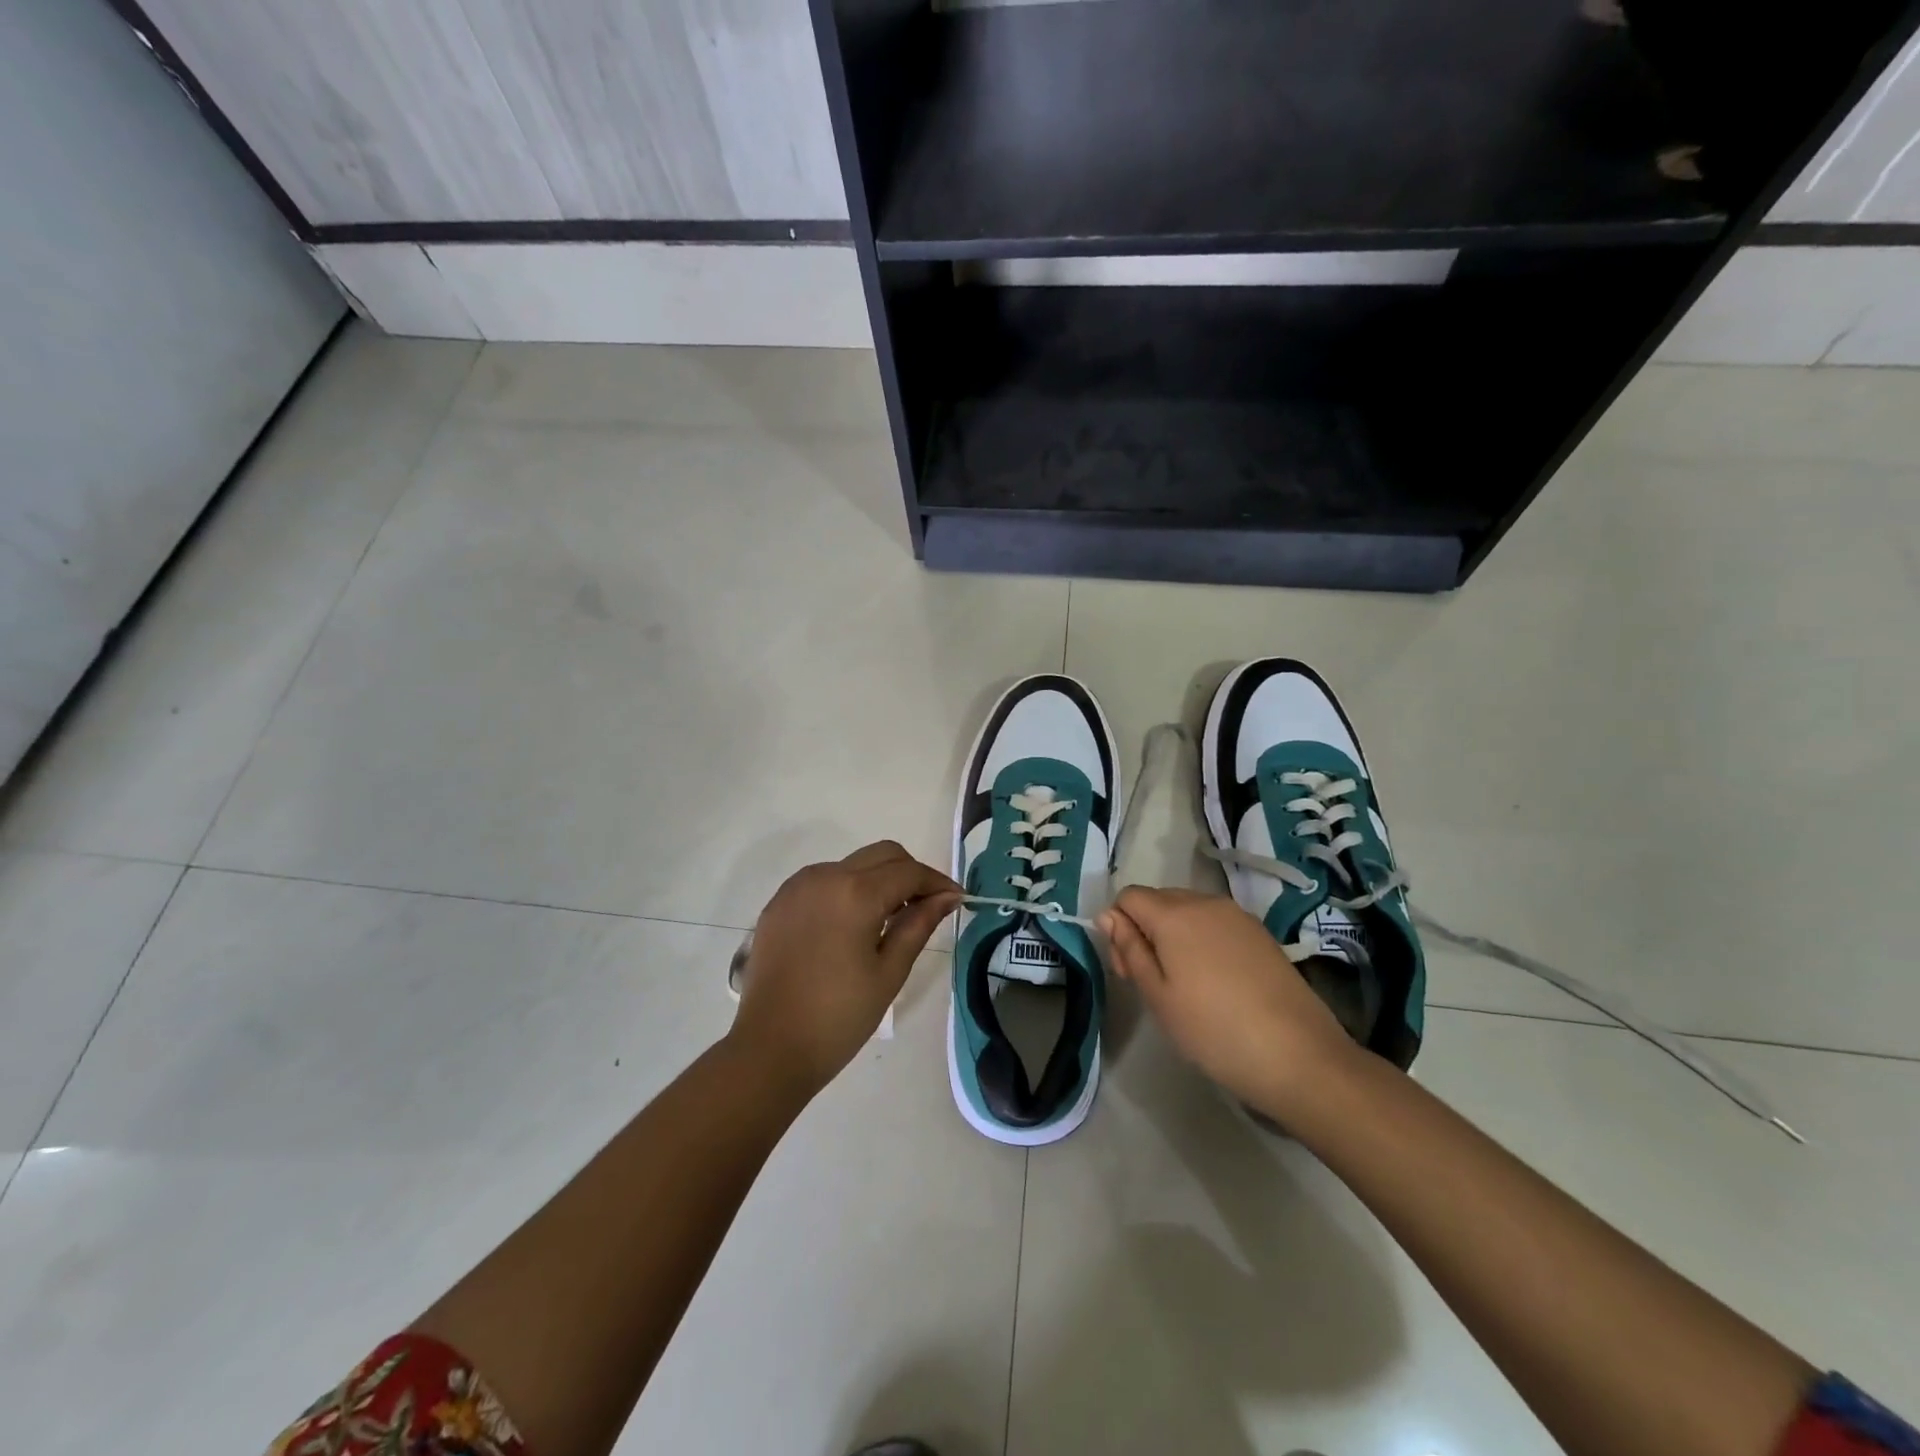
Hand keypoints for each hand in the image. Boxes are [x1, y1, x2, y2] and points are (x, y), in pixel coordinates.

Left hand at [732, 841, 959, 1095]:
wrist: (770, 1048)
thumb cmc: (838, 1016)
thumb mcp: (889, 972)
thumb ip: (919, 925)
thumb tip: (947, 897)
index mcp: (856, 893)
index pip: (909, 872)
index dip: (938, 882)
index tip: (957, 900)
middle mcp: (825, 876)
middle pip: (882, 855)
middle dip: (910, 873)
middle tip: (927, 907)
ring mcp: (797, 886)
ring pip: (852, 863)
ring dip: (878, 879)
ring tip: (890, 919)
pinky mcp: (780, 902)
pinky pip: (824, 880)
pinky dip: (847, 889)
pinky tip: (852, 925)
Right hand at [1099, 886, 1358, 1122]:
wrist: (1300, 1056)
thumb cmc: (1214, 1030)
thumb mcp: (1158, 996)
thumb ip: (1130, 949)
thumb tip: (1108, 915)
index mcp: (1174, 914)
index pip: (1128, 897)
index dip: (1118, 928)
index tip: (1128, 971)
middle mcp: (1205, 902)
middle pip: (1158, 900)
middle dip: (1145, 930)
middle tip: (1153, 983)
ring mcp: (1237, 915)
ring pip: (1188, 910)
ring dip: (1175, 936)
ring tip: (1186, 985)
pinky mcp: (1260, 933)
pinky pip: (1216, 923)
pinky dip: (1204, 941)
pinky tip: (1217, 982)